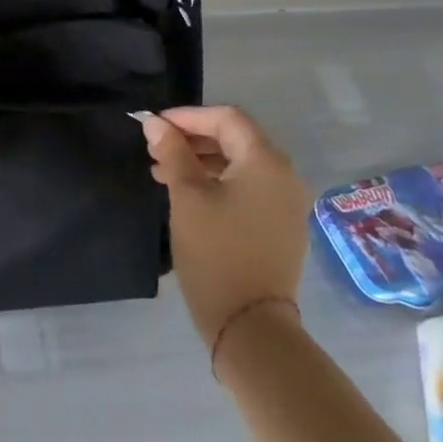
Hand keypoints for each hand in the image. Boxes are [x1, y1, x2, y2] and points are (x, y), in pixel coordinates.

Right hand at [139, 106, 309, 342]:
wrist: (250, 326)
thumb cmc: (216, 251)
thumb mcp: (186, 196)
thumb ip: (172, 153)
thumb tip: (156, 124)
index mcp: (266, 161)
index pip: (227, 118)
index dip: (188, 116)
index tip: (155, 126)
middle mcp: (285, 176)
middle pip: (236, 139)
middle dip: (193, 139)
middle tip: (156, 150)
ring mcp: (286, 204)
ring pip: (240, 165)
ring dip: (202, 162)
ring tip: (164, 174)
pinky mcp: (281, 227)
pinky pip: (248, 188)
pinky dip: (217, 183)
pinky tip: (189, 196)